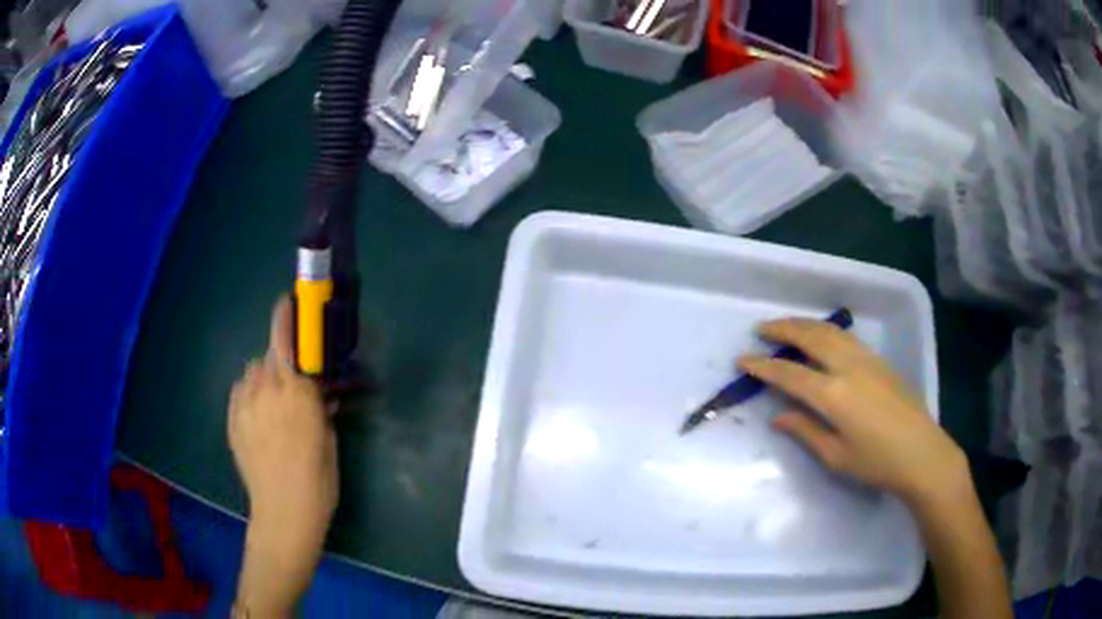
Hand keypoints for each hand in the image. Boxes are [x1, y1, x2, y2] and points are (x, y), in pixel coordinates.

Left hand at [228, 296, 337, 558]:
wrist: (283, 513)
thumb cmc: (318, 482)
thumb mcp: (329, 441)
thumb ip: (320, 408)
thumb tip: (318, 392)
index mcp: (296, 394)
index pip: (285, 342)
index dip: (285, 318)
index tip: (287, 302)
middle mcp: (266, 391)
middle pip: (269, 355)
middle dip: (281, 359)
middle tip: (293, 383)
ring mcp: (244, 406)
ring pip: (252, 372)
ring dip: (264, 377)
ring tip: (273, 403)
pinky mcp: (232, 421)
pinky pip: (239, 391)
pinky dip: (249, 394)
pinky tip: (258, 416)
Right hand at [739, 317, 966, 505]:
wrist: (923, 453)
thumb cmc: (878, 463)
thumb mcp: (836, 456)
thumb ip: (805, 431)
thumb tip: (778, 417)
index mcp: (834, 395)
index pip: (790, 374)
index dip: (763, 367)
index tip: (742, 360)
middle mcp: (848, 368)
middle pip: (810, 337)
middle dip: (782, 329)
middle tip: (760, 329)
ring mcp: (866, 360)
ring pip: (829, 331)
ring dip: (804, 324)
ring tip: (785, 326)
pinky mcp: (879, 361)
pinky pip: (845, 337)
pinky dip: (824, 330)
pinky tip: (820, 337)